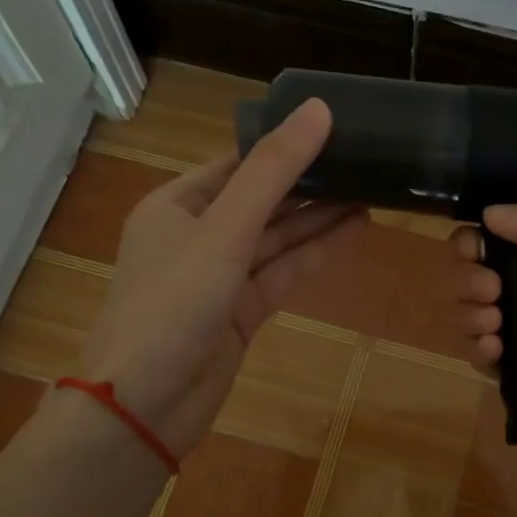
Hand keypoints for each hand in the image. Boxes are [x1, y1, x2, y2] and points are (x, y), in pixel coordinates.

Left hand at [78, 99, 365, 457]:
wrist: (145, 407)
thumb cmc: (172, 305)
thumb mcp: (223, 230)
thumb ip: (272, 172)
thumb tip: (318, 109)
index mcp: (177, 204)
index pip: (239, 163)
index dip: (285, 145)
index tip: (335, 127)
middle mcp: (197, 235)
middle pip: (262, 200)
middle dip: (309, 183)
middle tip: (364, 161)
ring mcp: (219, 277)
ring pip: (276, 238)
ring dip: (319, 219)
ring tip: (371, 193)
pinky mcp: (240, 312)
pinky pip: (282, 273)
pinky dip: (314, 255)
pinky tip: (352, 233)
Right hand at [450, 194, 516, 504]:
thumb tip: (488, 212)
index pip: (507, 243)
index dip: (479, 241)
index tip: (473, 248)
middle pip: (486, 282)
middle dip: (472, 281)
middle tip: (490, 291)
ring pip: (485, 323)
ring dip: (470, 317)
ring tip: (490, 325)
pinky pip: (496, 369)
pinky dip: (482, 356)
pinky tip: (490, 353)